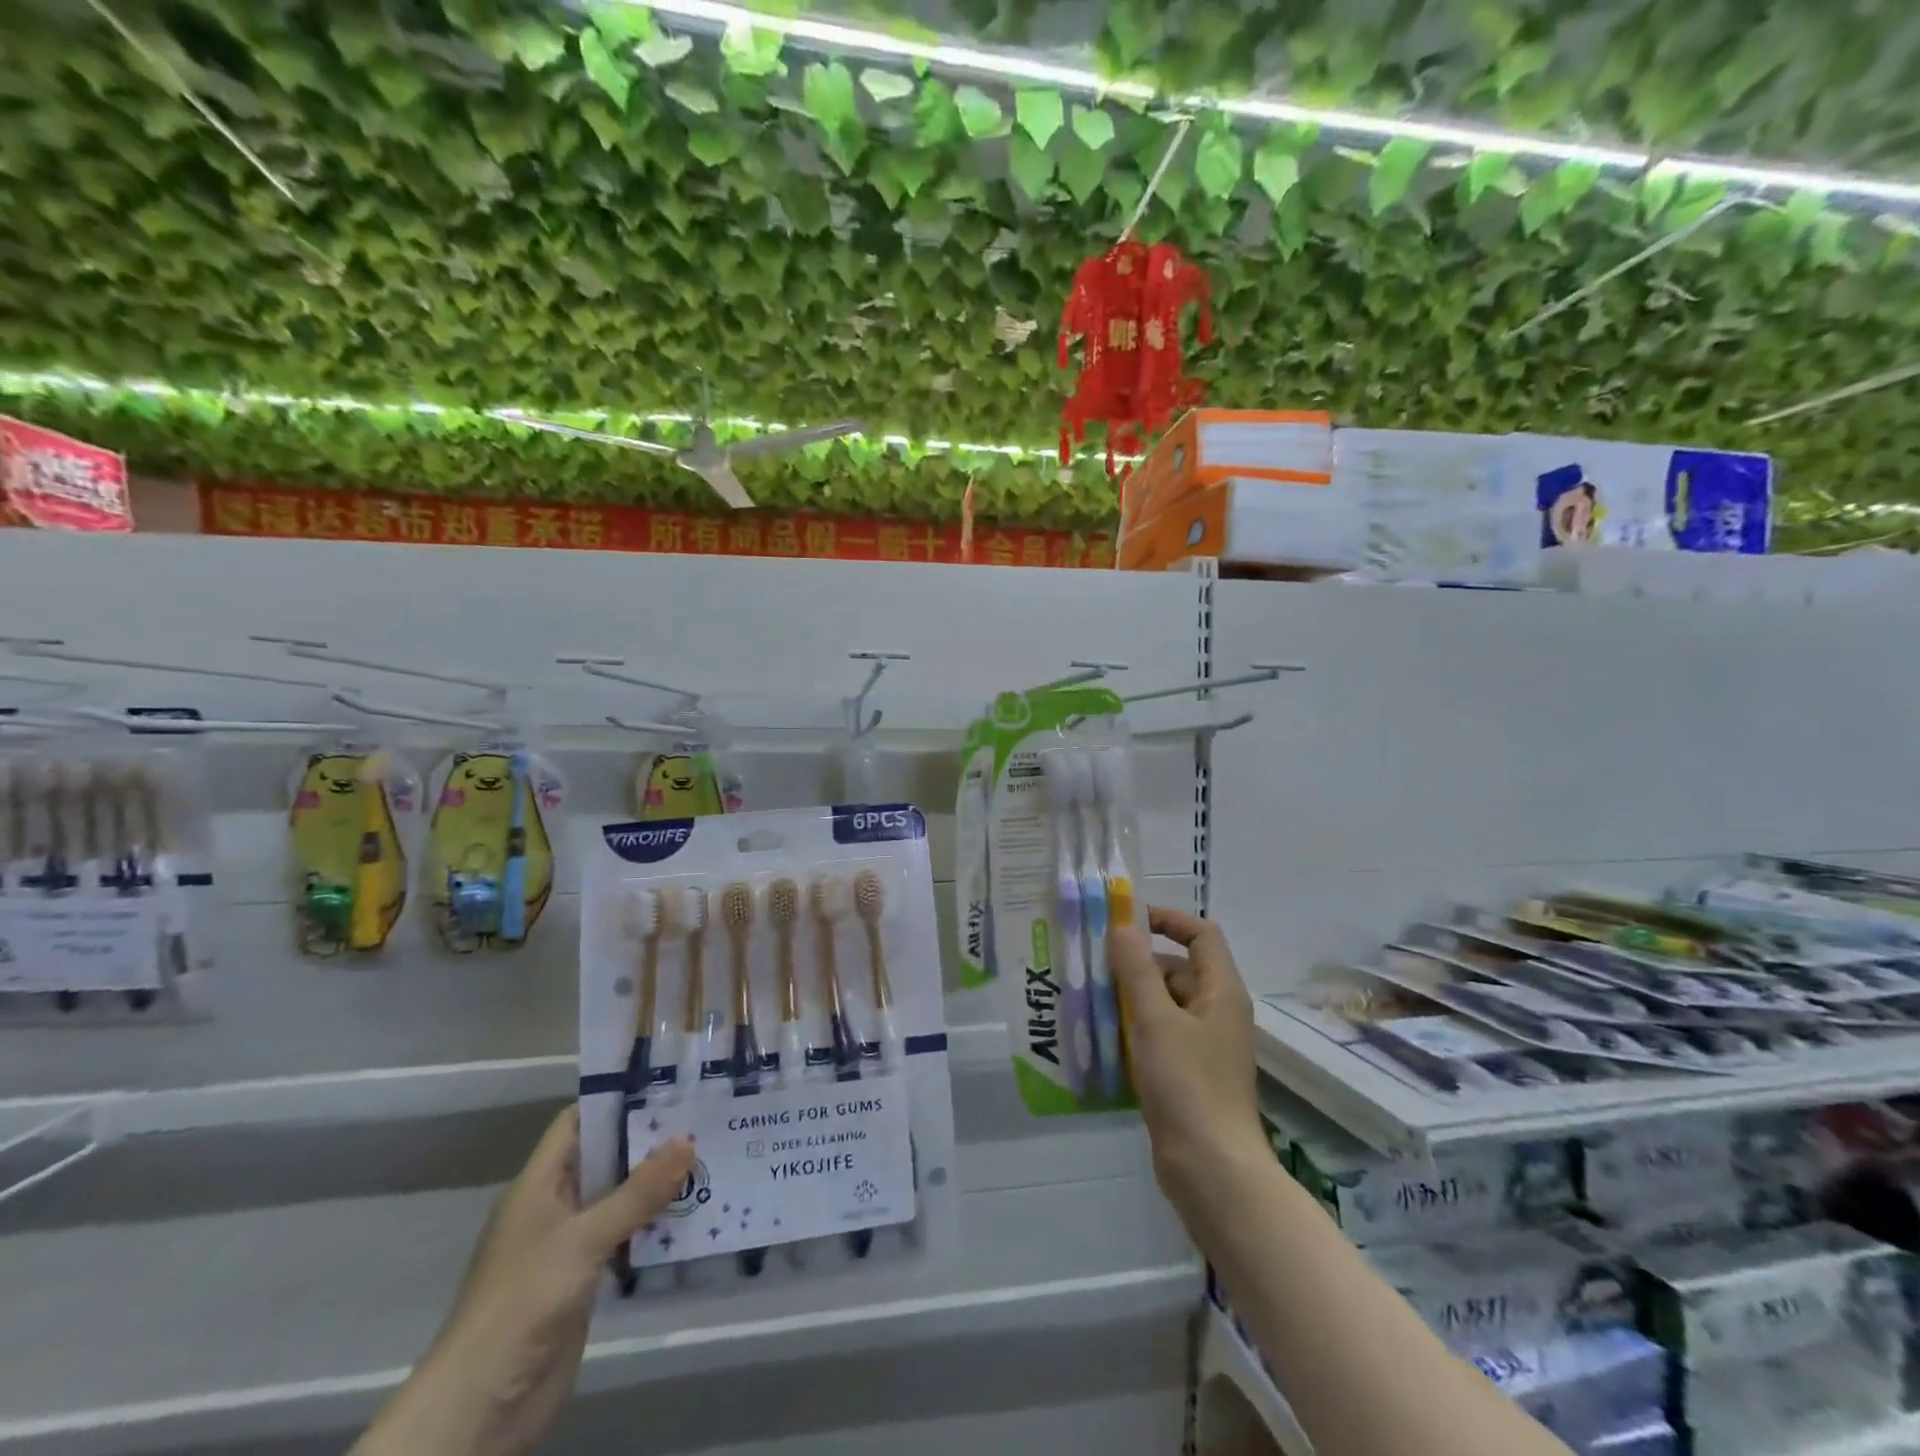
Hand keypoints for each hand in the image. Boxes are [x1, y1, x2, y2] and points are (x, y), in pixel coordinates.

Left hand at [352, 1107, 692, 1455]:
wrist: (482, 1405)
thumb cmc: (525, 1299)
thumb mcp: (585, 1237)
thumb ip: (638, 1191)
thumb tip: (688, 1139)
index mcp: (538, 1185)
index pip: (577, 1123)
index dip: (616, 1100)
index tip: (666, 1084)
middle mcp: (552, 1208)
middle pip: (603, 1159)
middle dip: (648, 1142)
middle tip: (702, 1119)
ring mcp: (567, 1247)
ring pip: (617, 1200)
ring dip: (655, 1186)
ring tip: (708, 1159)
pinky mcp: (582, 1282)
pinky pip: (623, 1239)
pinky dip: (652, 1226)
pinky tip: (692, 1214)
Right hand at [1110, 905, 1264, 1217]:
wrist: (1212, 1171)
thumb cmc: (1187, 1085)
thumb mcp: (1155, 1019)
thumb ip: (1137, 969)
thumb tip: (1124, 924)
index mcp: (1221, 991)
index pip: (1201, 934)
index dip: (1167, 919)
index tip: (1125, 922)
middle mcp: (1217, 1011)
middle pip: (1178, 967)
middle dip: (1138, 963)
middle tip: (1092, 965)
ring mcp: (1204, 1045)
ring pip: (1165, 1003)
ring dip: (1131, 997)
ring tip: (1087, 998)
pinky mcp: (1189, 1073)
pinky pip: (1160, 1034)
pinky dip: (1134, 1028)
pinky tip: (1101, 1037)